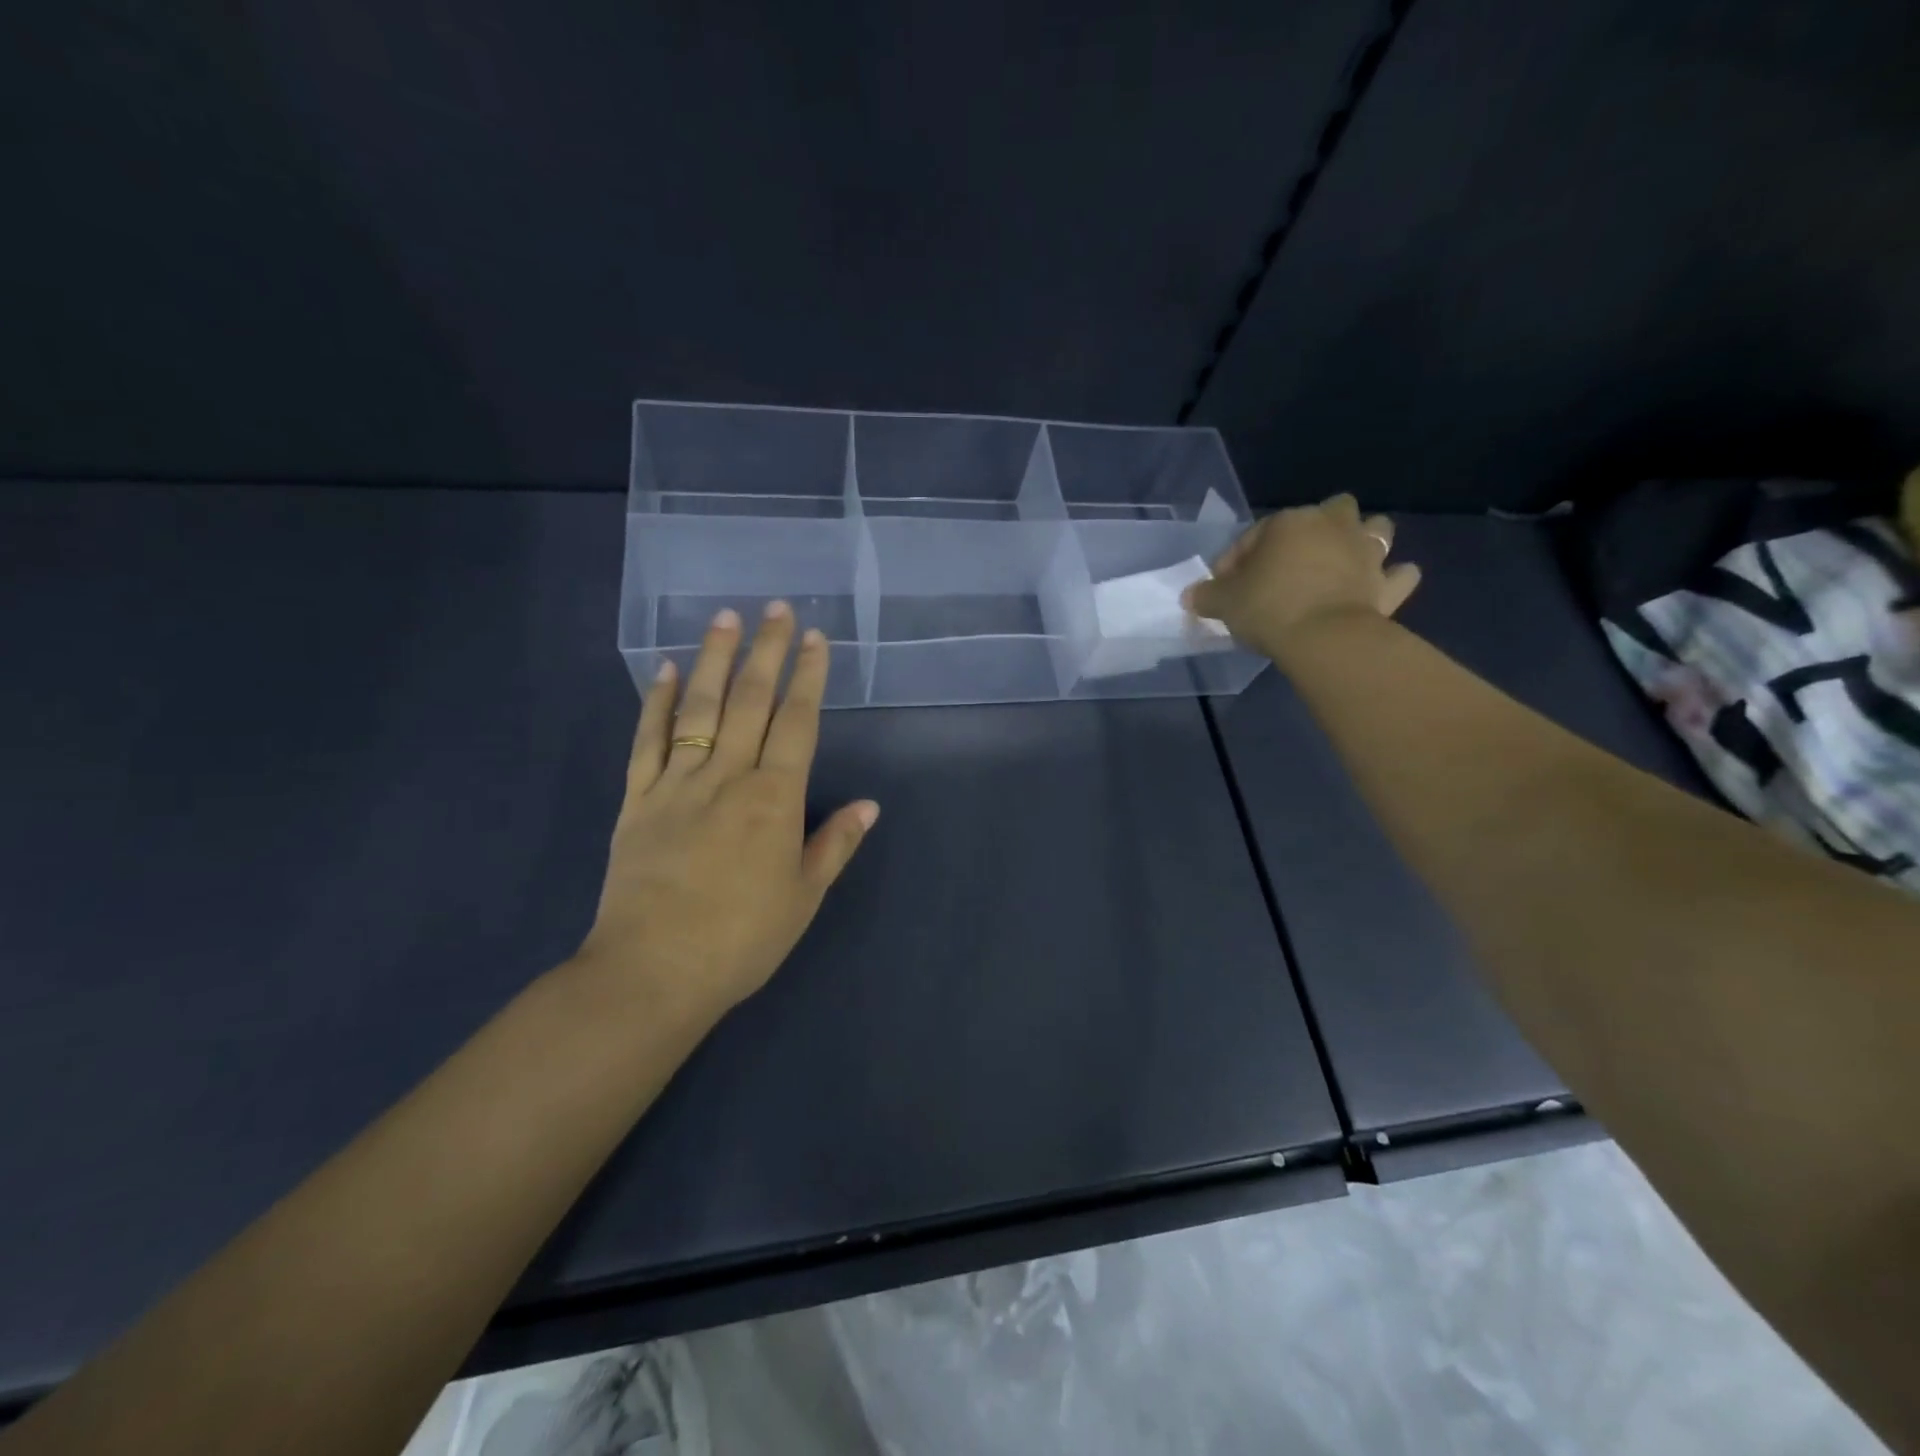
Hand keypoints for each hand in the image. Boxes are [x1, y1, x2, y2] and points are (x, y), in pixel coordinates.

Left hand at [573, 603, 878, 1029]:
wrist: (652, 973)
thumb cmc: (741, 939)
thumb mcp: (803, 897)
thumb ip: (835, 844)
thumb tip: (870, 805)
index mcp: (774, 799)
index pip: (797, 723)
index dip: (809, 678)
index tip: (815, 639)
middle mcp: (727, 777)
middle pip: (750, 701)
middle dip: (766, 651)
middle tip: (775, 608)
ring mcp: (677, 784)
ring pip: (698, 708)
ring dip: (714, 659)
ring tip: (724, 618)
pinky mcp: (637, 799)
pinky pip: (647, 741)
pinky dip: (657, 702)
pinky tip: (666, 671)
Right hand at [1183, 494, 1422, 660]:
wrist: (1324, 638)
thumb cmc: (1268, 608)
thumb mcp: (1223, 603)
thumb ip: (1206, 596)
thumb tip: (1190, 596)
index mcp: (1290, 522)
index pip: (1256, 534)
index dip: (1236, 560)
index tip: (1224, 587)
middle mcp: (1333, 526)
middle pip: (1330, 511)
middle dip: (1316, 528)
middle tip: (1293, 561)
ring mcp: (1367, 553)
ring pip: (1376, 529)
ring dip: (1362, 540)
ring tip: (1343, 563)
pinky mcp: (1388, 585)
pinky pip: (1400, 575)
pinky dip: (1393, 578)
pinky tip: (1382, 586)